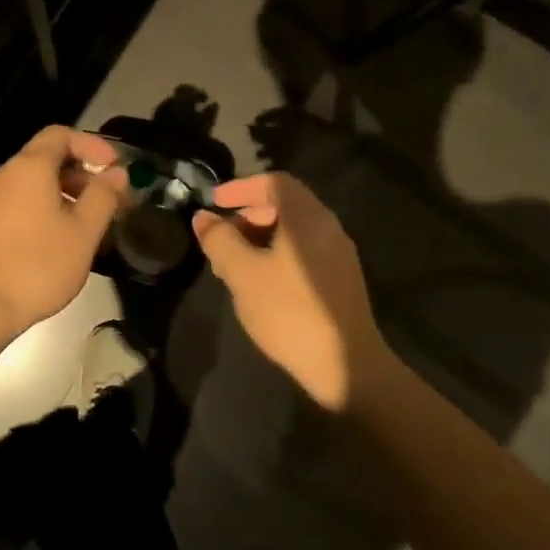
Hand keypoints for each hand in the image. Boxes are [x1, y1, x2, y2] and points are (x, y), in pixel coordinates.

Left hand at [0, 126, 126, 339]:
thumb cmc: (36, 266)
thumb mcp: (82, 232)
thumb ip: (103, 197)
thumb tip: (117, 173)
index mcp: (28, 167)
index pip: (60, 134)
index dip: (91, 144)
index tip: (114, 167)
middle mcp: (2, 175)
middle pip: (44, 158)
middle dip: (80, 173)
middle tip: (106, 201)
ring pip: (30, 183)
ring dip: (61, 193)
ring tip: (85, 224)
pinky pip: (15, 203)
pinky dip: (40, 208)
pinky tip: (54, 240)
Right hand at [192, 173, 387, 410]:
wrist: (345, 366)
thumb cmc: (289, 311)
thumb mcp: (243, 273)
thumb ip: (220, 240)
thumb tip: (203, 218)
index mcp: (308, 218)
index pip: (274, 182)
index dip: (241, 187)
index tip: (215, 203)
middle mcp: (328, 228)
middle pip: (285, 205)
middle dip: (248, 214)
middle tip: (221, 238)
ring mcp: (338, 255)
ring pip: (293, 231)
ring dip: (260, 237)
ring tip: (233, 265)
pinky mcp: (340, 281)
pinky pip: (303, 252)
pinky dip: (276, 254)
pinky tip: (260, 284)